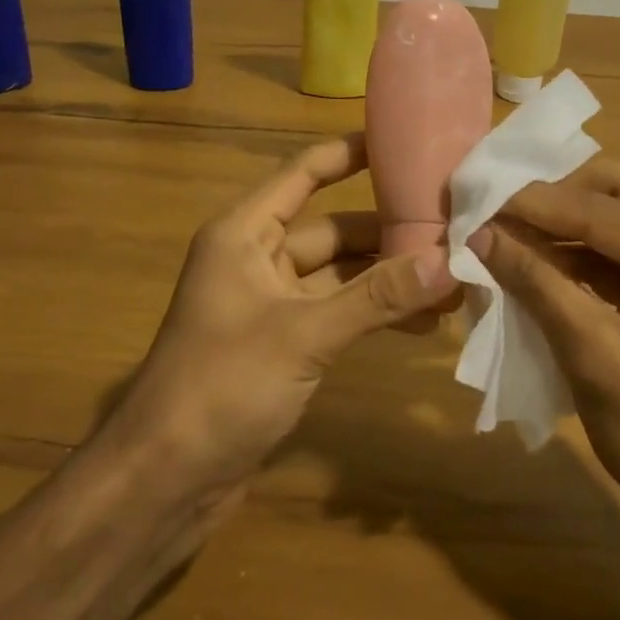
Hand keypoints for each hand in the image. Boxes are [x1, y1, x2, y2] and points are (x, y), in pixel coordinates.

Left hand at [107, 133, 459, 512]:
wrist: (166, 480)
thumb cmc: (221, 385)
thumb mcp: (303, 334)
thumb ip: (376, 297)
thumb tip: (448, 262)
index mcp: (244, 233)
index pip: (302, 174)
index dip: (348, 153)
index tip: (403, 139)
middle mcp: (257, 259)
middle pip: (332, 229)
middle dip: (389, 232)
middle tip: (453, 229)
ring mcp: (270, 304)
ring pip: (340, 276)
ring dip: (388, 279)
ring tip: (453, 282)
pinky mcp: (283, 345)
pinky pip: (337, 314)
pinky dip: (373, 315)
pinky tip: (422, 324)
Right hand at [469, 157, 619, 555]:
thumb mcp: (596, 360)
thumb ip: (537, 285)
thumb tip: (479, 232)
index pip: (607, 210)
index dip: (535, 202)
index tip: (474, 197)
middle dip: (553, 200)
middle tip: (494, 213)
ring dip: (562, 226)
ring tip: (503, 234)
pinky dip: (579, 254)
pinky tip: (537, 262)